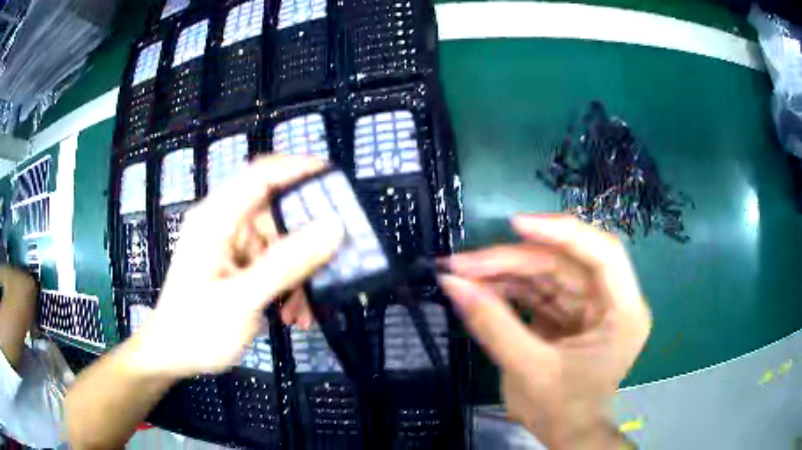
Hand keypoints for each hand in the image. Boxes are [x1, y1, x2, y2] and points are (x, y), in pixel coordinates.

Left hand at [133, 155, 343, 378]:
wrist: (173, 355)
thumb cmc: (197, 328)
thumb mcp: (243, 298)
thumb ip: (287, 263)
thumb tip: (332, 228)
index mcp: (216, 218)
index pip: (260, 176)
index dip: (297, 169)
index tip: (334, 178)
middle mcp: (224, 224)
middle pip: (275, 213)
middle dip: (305, 241)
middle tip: (333, 262)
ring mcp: (230, 246)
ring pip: (279, 244)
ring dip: (297, 273)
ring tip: (305, 308)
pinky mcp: (236, 265)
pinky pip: (272, 264)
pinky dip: (287, 285)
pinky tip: (291, 313)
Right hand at [439, 215, 650, 449]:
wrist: (566, 434)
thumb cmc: (560, 411)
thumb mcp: (527, 370)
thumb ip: (492, 324)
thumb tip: (452, 283)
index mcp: (623, 313)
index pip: (603, 253)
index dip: (562, 232)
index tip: (515, 224)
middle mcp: (612, 302)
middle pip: (565, 263)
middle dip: (513, 260)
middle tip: (463, 262)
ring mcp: (590, 307)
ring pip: (548, 273)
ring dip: (505, 272)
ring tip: (462, 273)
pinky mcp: (570, 314)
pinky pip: (540, 291)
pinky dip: (510, 289)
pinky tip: (481, 288)